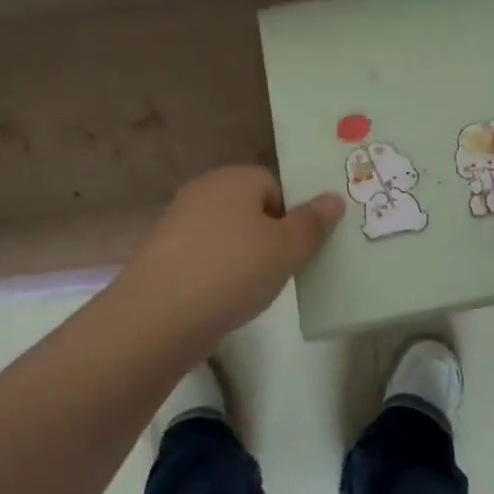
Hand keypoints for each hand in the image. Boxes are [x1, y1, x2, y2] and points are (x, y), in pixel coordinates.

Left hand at [115, 167, 344, 340]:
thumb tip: (334, 197)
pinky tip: (222, 299)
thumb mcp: (286, 248)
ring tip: (252, 290)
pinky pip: (204, 256)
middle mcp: (204, 190)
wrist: (159, 315)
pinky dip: (217, 273)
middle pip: (250, 208)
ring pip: (227, 234)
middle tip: (281, 270)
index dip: (292, 215)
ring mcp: (178, 222)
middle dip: (268, 236)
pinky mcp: (163, 254)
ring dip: (242, 257)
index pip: (275, 185)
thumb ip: (312, 223)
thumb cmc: (232, 271)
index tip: (298, 249)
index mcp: (234, 178)